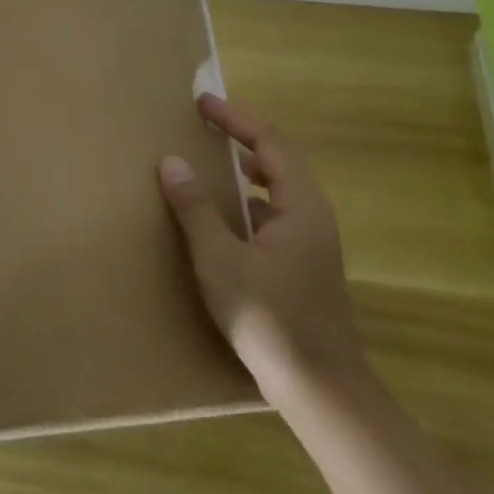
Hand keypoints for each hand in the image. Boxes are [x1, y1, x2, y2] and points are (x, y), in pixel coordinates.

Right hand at [159, 93, 363, 404]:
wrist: (322, 391)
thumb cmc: (270, 318)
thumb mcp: (220, 260)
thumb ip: (195, 208)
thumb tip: (171, 161)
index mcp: (300, 205)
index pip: (268, 142)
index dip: (235, 119)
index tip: (202, 103)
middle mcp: (313, 216)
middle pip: (280, 161)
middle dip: (243, 138)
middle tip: (206, 126)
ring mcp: (314, 244)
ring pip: (281, 190)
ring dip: (248, 171)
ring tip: (214, 164)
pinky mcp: (307, 267)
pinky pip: (277, 216)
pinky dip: (251, 204)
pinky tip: (228, 222)